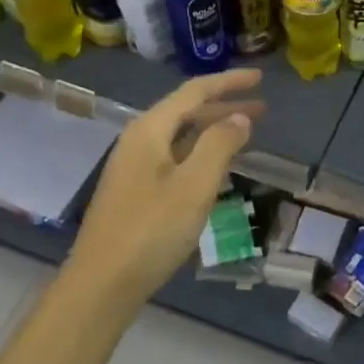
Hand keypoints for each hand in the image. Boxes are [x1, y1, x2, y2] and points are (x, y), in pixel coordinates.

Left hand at [66, 68, 263, 317]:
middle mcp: (138, 141)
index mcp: (149, 131)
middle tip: (261, 108)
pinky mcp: (135, 192)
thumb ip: (219, 145)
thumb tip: (240, 118)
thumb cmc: (151, 230)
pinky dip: (201, 154)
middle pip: (186, 112)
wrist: (101, 284)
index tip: (259, 78)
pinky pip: (175, 158)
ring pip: (180, 137)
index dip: (228, 82)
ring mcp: (134, 168)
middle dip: (224, 107)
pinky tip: (216, 168)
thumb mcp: (194, 185)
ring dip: (213, 131)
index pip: (194, 92)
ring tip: (246, 134)